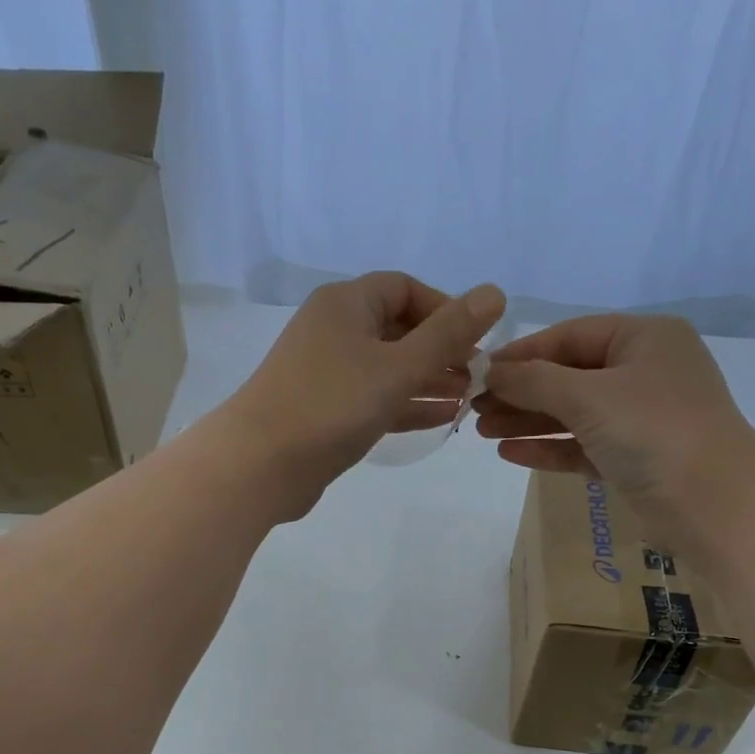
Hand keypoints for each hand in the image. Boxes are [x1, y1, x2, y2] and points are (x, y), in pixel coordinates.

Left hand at [223, 272, 506, 517]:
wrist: (260, 465)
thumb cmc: (331, 405)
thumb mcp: (398, 366)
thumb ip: (448, 334)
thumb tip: (495, 293)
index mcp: (345, 304)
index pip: (404, 288)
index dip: (445, 309)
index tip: (476, 340)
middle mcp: (333, 331)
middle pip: (397, 329)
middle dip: (440, 350)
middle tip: (479, 376)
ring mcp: (326, 374)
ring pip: (387, 368)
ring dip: (428, 380)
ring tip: (470, 399)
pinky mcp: (324, 412)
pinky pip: (374, 399)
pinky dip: (405, 405)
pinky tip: (442, 419)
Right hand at [472, 314, 754, 553]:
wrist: (713, 503)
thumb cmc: (653, 430)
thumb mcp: (588, 396)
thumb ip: (534, 381)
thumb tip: (489, 371)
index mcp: (643, 339)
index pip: (570, 336)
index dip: (521, 354)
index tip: (478, 372)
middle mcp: (642, 372)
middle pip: (567, 376)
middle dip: (519, 392)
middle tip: (472, 408)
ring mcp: (639, 417)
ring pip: (572, 414)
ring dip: (527, 421)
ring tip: (480, 431)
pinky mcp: (632, 458)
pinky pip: (581, 446)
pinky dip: (548, 448)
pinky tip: (509, 452)